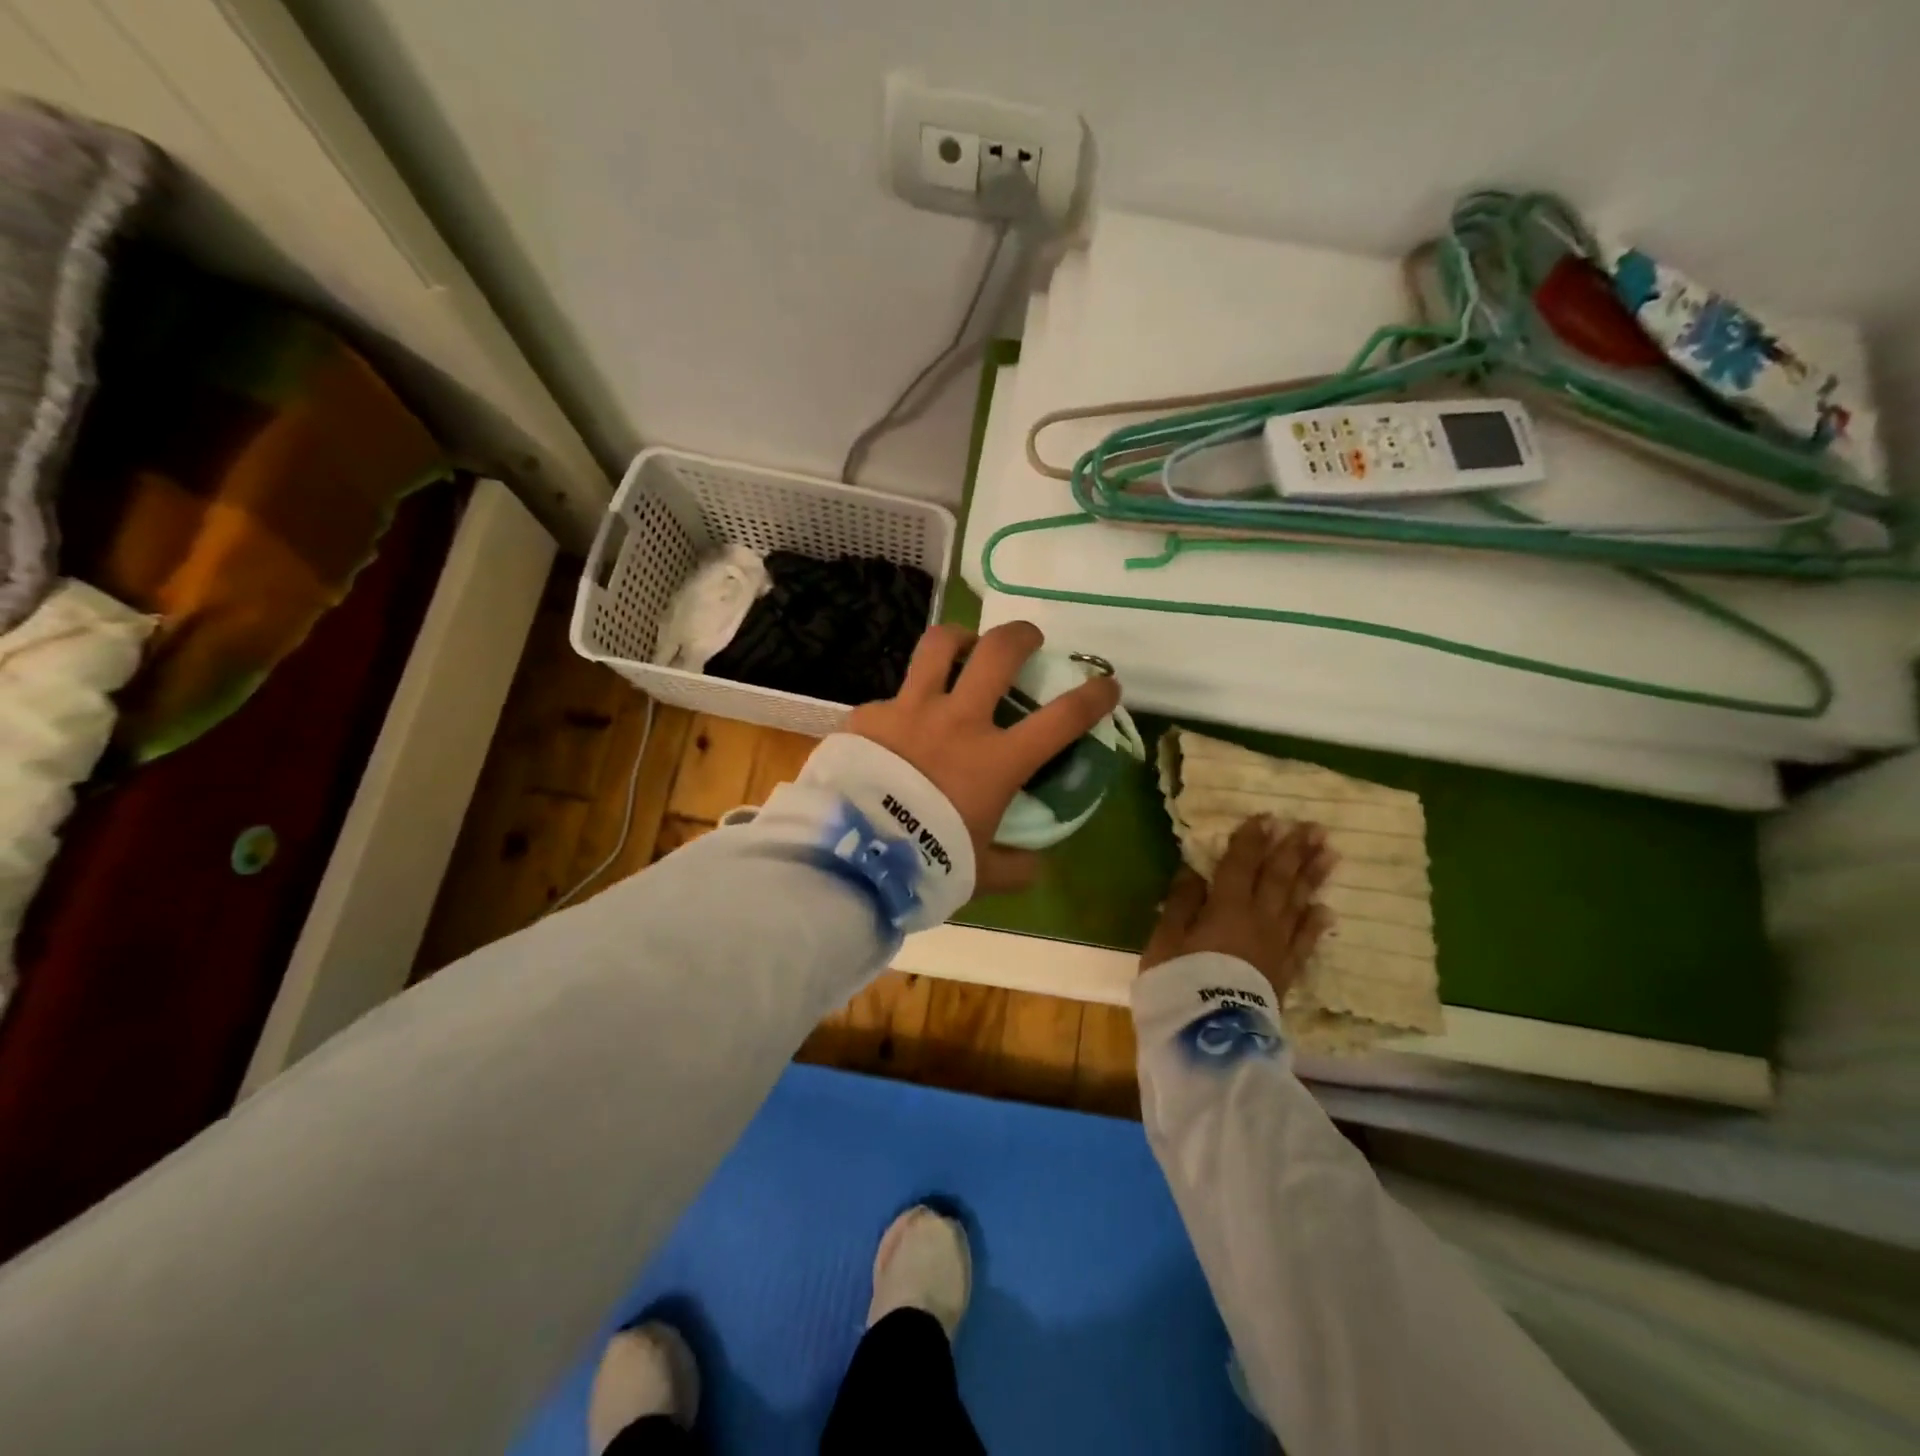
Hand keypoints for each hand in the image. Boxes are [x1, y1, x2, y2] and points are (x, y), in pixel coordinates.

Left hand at [845, 621, 1121, 895]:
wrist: (853, 853)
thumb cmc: (925, 861)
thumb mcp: (979, 872)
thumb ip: (1014, 866)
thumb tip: (1036, 864)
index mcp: (996, 760)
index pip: (1062, 718)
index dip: (1093, 696)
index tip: (1107, 684)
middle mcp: (959, 721)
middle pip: (999, 653)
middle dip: (1022, 636)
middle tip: (1028, 640)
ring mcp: (912, 710)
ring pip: (940, 646)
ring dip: (960, 638)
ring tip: (964, 646)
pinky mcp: (870, 714)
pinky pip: (891, 695)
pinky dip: (902, 704)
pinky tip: (897, 724)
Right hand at [1141, 817, 1334, 1000]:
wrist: (1212, 1036)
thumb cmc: (1180, 982)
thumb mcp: (1166, 939)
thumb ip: (1182, 902)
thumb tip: (1193, 869)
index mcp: (1226, 906)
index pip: (1242, 865)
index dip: (1253, 840)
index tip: (1268, 817)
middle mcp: (1259, 919)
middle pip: (1278, 878)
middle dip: (1293, 850)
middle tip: (1313, 827)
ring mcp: (1277, 945)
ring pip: (1298, 903)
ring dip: (1312, 876)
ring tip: (1329, 853)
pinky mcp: (1285, 971)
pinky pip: (1305, 941)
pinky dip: (1316, 923)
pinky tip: (1326, 909)